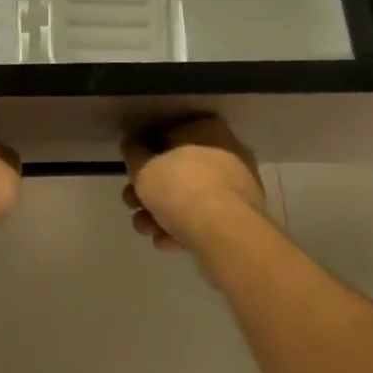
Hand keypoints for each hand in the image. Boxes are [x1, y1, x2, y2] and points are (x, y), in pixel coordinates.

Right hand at [121, 116, 265, 252]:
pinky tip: (164, 242)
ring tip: (145, 229)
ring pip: (190, 199)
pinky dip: (182, 229)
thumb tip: (132, 146)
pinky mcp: (240, 221)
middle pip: (179, 171)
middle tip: (132, 204)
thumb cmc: (180, 187)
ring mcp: (237, 189)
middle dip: (151, 191)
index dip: (145, 154)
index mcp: (208, 131)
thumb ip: (133, 155)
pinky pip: (204, 221)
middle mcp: (227, 154)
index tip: (132, 172)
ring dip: (161, 214)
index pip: (170, 134)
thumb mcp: (143, 167)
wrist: (223, 233)